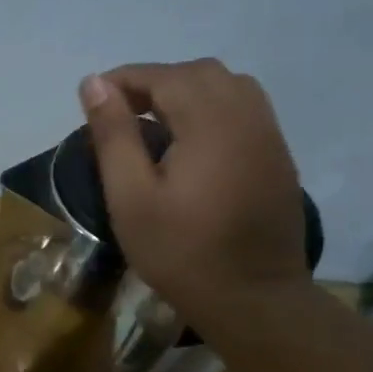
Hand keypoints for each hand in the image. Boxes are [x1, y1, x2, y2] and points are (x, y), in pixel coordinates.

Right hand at [79, 59, 308, 330]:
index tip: (95, 99)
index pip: (164, 76)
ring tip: (154, 124)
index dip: (125, 79)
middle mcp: (246, 116)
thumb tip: (94, 83)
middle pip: (200, 73)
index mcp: (210, 123)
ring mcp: (269, 135)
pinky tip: (190, 143)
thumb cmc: (181, 252)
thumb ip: (113, 135)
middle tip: (122, 113)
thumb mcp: (130, 198)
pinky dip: (212, 108)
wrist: (253, 298)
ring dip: (187, 92)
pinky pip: (245, 109)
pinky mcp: (278, 156)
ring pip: (228, 86)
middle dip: (156, 82)